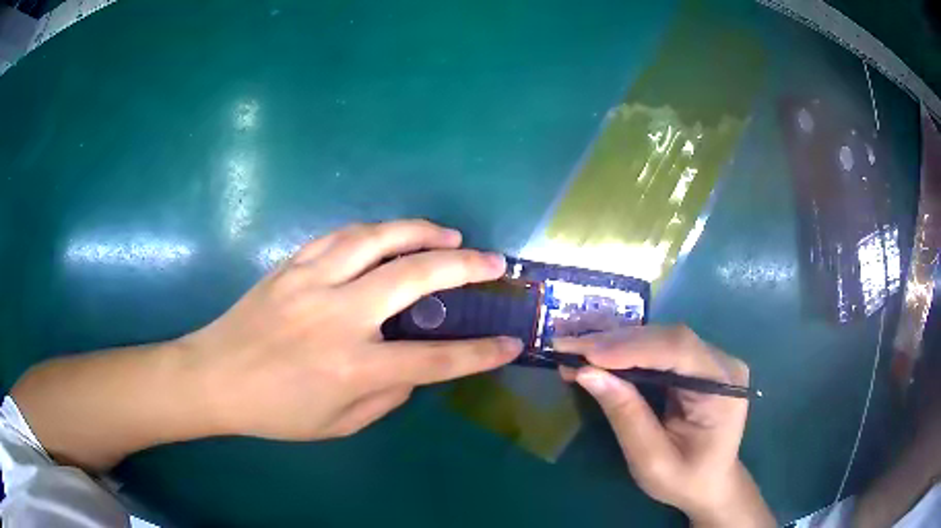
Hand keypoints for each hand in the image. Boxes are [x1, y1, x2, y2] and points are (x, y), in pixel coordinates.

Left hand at [182, 219, 522, 439]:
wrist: (214, 377)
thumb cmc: (274, 412)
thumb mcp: (337, 425)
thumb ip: (385, 397)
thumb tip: (413, 370)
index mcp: (353, 367)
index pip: (434, 360)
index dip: (479, 354)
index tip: (510, 344)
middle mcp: (339, 316)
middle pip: (414, 277)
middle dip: (464, 266)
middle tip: (491, 261)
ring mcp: (312, 282)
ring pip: (377, 239)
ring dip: (419, 231)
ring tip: (448, 234)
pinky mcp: (291, 265)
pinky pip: (340, 236)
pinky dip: (374, 232)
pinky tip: (388, 236)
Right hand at [554, 327, 774, 527]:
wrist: (710, 485)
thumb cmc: (685, 480)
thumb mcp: (651, 460)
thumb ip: (626, 415)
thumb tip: (586, 373)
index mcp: (723, 387)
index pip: (679, 350)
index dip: (631, 347)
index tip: (585, 353)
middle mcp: (722, 363)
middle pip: (668, 338)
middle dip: (616, 343)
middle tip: (568, 347)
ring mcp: (711, 359)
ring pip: (661, 338)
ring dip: (616, 344)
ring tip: (576, 349)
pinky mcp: (697, 363)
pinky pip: (659, 348)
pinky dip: (625, 352)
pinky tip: (599, 355)